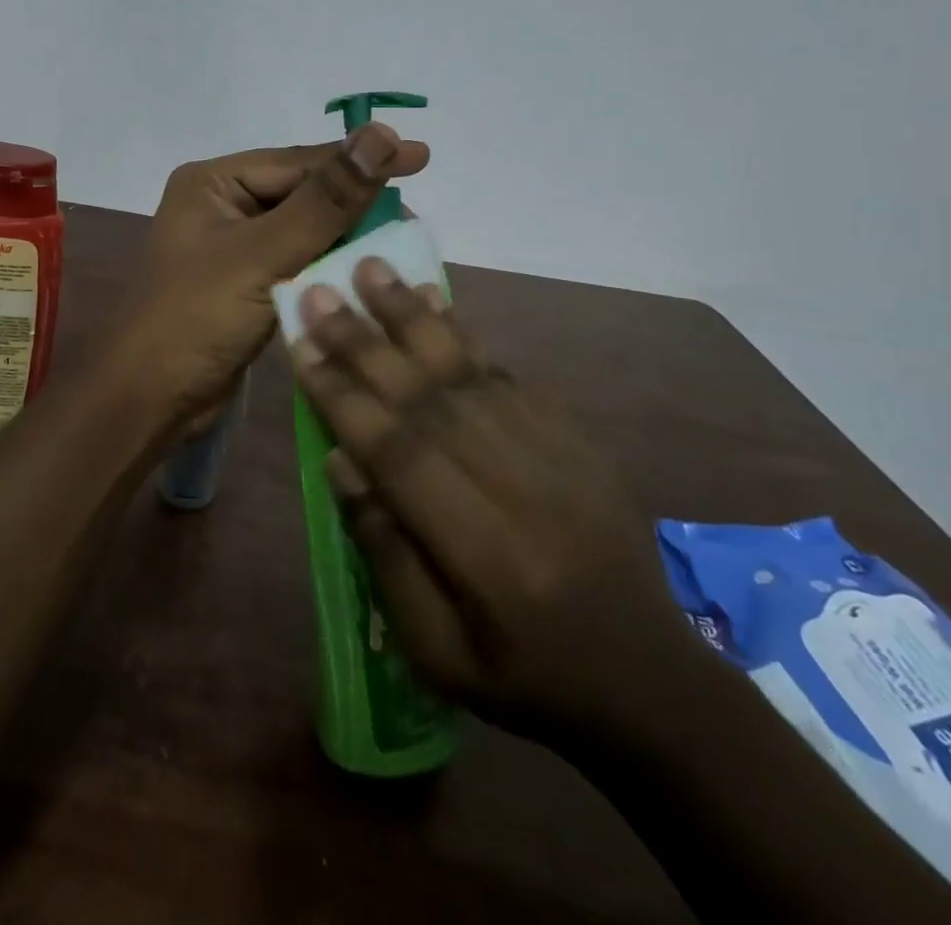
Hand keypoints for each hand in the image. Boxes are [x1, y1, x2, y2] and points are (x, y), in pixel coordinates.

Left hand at [122, 124, 430, 435]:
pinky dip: (328, 268)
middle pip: (302, 194)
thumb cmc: (196, 317)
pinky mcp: (244, 285)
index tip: (420, 156)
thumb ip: (325, 201)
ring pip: (303, 231)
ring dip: (346, 238)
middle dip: (356, 203)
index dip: (359, 158)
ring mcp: (232, 247)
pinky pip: (296, 264)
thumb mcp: (263, 254)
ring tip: (402, 241)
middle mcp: (220, 206)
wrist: (150, 398)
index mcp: (212, 183)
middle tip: (413, 214)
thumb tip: (381, 136)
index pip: (298, 162)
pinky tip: (365, 272)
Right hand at [288, 257, 698, 742]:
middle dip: (365, 340)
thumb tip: (340, 458)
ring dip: (413, 316)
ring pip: (469, 370)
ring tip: (373, 268)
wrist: (649, 681)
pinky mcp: (578, 437)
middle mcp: (521, 488)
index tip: (301, 347)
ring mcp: (559, 455)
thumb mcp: (436, 650)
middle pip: (428, 398)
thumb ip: (385, 551)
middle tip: (320, 290)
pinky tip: (434, 300)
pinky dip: (465, 334)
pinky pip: (510, 374)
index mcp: (484, 554)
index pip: (399, 454)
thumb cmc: (524, 675)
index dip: (344, 397)